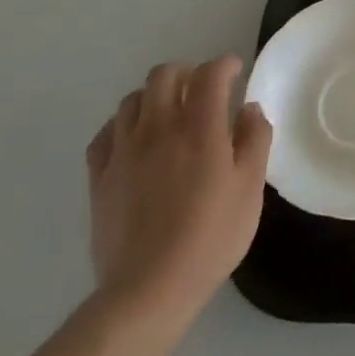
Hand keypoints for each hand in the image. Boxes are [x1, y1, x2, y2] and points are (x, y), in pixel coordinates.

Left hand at [85, 55, 271, 338]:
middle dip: (186, 72)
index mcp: (199, 128)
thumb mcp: (250, 190)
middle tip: (202, 90)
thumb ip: (255, 141)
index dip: (224, 65)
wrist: (148, 290)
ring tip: (169, 115)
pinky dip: (123, 126)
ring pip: (132, 99)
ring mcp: (124, 151)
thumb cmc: (210, 238)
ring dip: (154, 97)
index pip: (209, 74)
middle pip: (164, 75)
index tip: (235, 71)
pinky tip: (135, 142)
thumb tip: (249, 109)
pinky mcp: (100, 177)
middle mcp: (158, 128)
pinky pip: (106, 133)